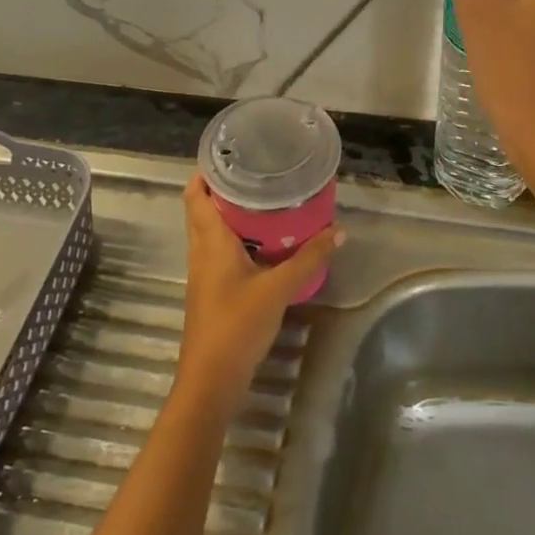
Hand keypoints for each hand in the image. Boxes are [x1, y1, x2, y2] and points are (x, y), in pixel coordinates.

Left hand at [175, 176, 339, 416]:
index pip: (195, 194)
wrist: (211, 380)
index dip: (207, 171)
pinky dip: (238, 238)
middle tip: (259, 171)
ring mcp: (204, 272)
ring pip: (212, 231)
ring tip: (266, 199)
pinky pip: (221, 251)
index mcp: (210, 241)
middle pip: (203, 209)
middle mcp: (202, 251)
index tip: (232, 153)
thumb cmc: (237, 325)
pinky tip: (265, 242)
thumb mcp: (278, 289)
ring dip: (232, 214)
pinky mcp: (212, 290)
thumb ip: (308, 259)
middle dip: (226, 189)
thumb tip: (338, 230)